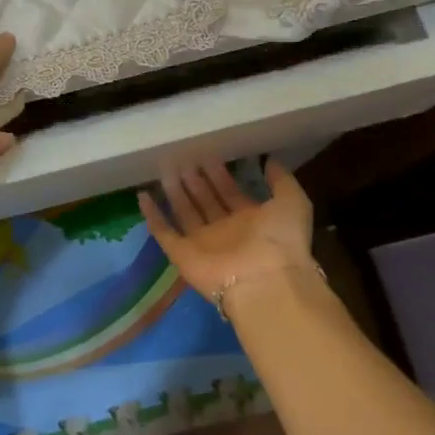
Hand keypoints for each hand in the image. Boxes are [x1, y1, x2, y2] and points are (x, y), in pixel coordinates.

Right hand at [139, 159, 316, 303]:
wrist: (264, 281)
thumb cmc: (280, 239)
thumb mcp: (292, 201)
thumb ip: (281, 181)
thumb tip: (269, 161)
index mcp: (250, 220)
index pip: (230, 192)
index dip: (219, 173)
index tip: (208, 153)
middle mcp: (225, 230)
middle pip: (205, 200)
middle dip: (195, 179)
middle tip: (183, 156)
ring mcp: (202, 243)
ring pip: (184, 212)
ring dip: (175, 191)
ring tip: (164, 167)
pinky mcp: (182, 254)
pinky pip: (163, 232)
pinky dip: (153, 216)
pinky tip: (142, 195)